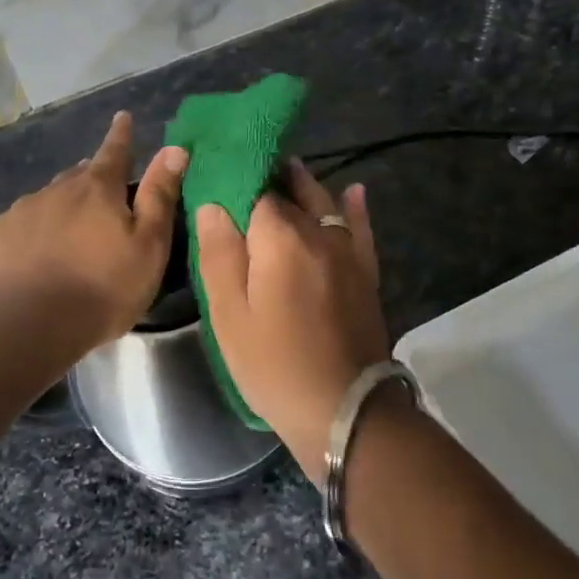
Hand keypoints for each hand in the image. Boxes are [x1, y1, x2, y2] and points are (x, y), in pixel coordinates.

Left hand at [0, 111, 187, 350]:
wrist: (28, 326)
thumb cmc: (102, 289)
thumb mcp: (149, 246)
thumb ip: (160, 196)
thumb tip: (174, 149)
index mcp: (97, 189)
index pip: (114, 151)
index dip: (122, 135)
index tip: (123, 117)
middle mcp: (56, 189)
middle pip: (79, 176)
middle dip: (91, 178)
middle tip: (102, 191)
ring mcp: (20, 212)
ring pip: (47, 201)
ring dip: (61, 208)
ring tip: (68, 236)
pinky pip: (18, 227)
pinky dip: (30, 234)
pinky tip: (32, 259)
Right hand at [195, 162, 388, 480]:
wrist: (344, 409)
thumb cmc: (274, 365)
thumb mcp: (230, 316)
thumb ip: (219, 254)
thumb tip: (212, 204)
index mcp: (279, 238)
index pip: (255, 191)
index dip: (236, 180)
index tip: (218, 174)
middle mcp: (317, 233)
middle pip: (291, 192)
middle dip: (269, 177)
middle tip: (247, 169)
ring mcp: (347, 252)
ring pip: (324, 203)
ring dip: (304, 185)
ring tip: (287, 168)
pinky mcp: (365, 273)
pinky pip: (361, 228)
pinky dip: (355, 207)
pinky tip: (353, 190)